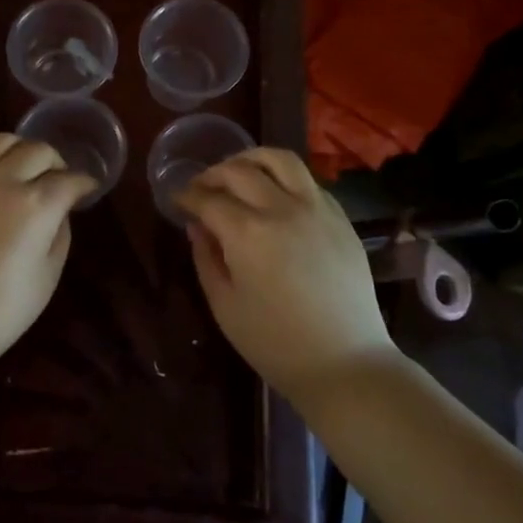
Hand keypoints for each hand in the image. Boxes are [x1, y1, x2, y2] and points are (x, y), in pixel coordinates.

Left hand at [0, 134, 96, 372]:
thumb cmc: (1, 311)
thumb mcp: (47, 275)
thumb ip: (59, 233)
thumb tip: (57, 211)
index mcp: (36, 203)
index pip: (70, 179)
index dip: (84, 183)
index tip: (88, 189)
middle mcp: (2, 180)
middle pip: (38, 150)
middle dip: (56, 163)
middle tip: (59, 181)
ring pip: (1, 142)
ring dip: (22, 151)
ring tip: (25, 172)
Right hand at [175, 148, 393, 403]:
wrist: (345, 363)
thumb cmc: (275, 343)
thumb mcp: (224, 305)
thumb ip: (206, 258)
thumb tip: (197, 227)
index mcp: (247, 232)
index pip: (208, 199)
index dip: (186, 195)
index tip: (176, 199)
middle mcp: (282, 208)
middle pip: (239, 170)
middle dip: (212, 174)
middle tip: (201, 187)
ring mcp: (316, 208)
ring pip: (280, 159)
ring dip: (251, 159)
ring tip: (238, 172)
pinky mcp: (340, 218)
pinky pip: (307, 181)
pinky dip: (283, 178)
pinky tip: (275, 196)